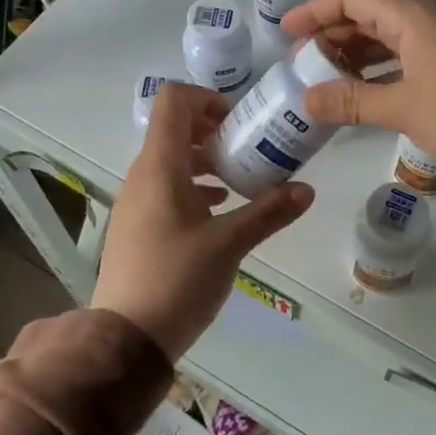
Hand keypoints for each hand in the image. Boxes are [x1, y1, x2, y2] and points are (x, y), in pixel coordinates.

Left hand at [91, 82, 314, 361]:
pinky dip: (193, 184)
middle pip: (173, 128)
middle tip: (248, 148)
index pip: (173, 101)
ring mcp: (136, 200)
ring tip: (240, 179)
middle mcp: (142, 175)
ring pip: (170, 159)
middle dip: (213, 130)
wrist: (127, 336)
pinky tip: (219, 208)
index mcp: (160, 167)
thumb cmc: (177, 280)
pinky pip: (165, 186)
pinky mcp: (137, 224)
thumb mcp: (230, 244)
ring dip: (205, 159)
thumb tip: (307, 190)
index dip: (206, 98)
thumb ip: (269, 212)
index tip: (238, 121)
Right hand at [281, 0, 435, 173]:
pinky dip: (378, 69)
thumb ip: (352, 102)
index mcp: (413, 18)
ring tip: (326, 79)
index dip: (315, 10)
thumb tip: (307, 100)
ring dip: (354, 54)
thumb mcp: (403, 108)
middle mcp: (427, 20)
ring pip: (387, 37)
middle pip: (368, 15)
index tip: (287, 32)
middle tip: (302, 63)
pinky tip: (364, 91)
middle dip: (331, 35)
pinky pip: (404, 56)